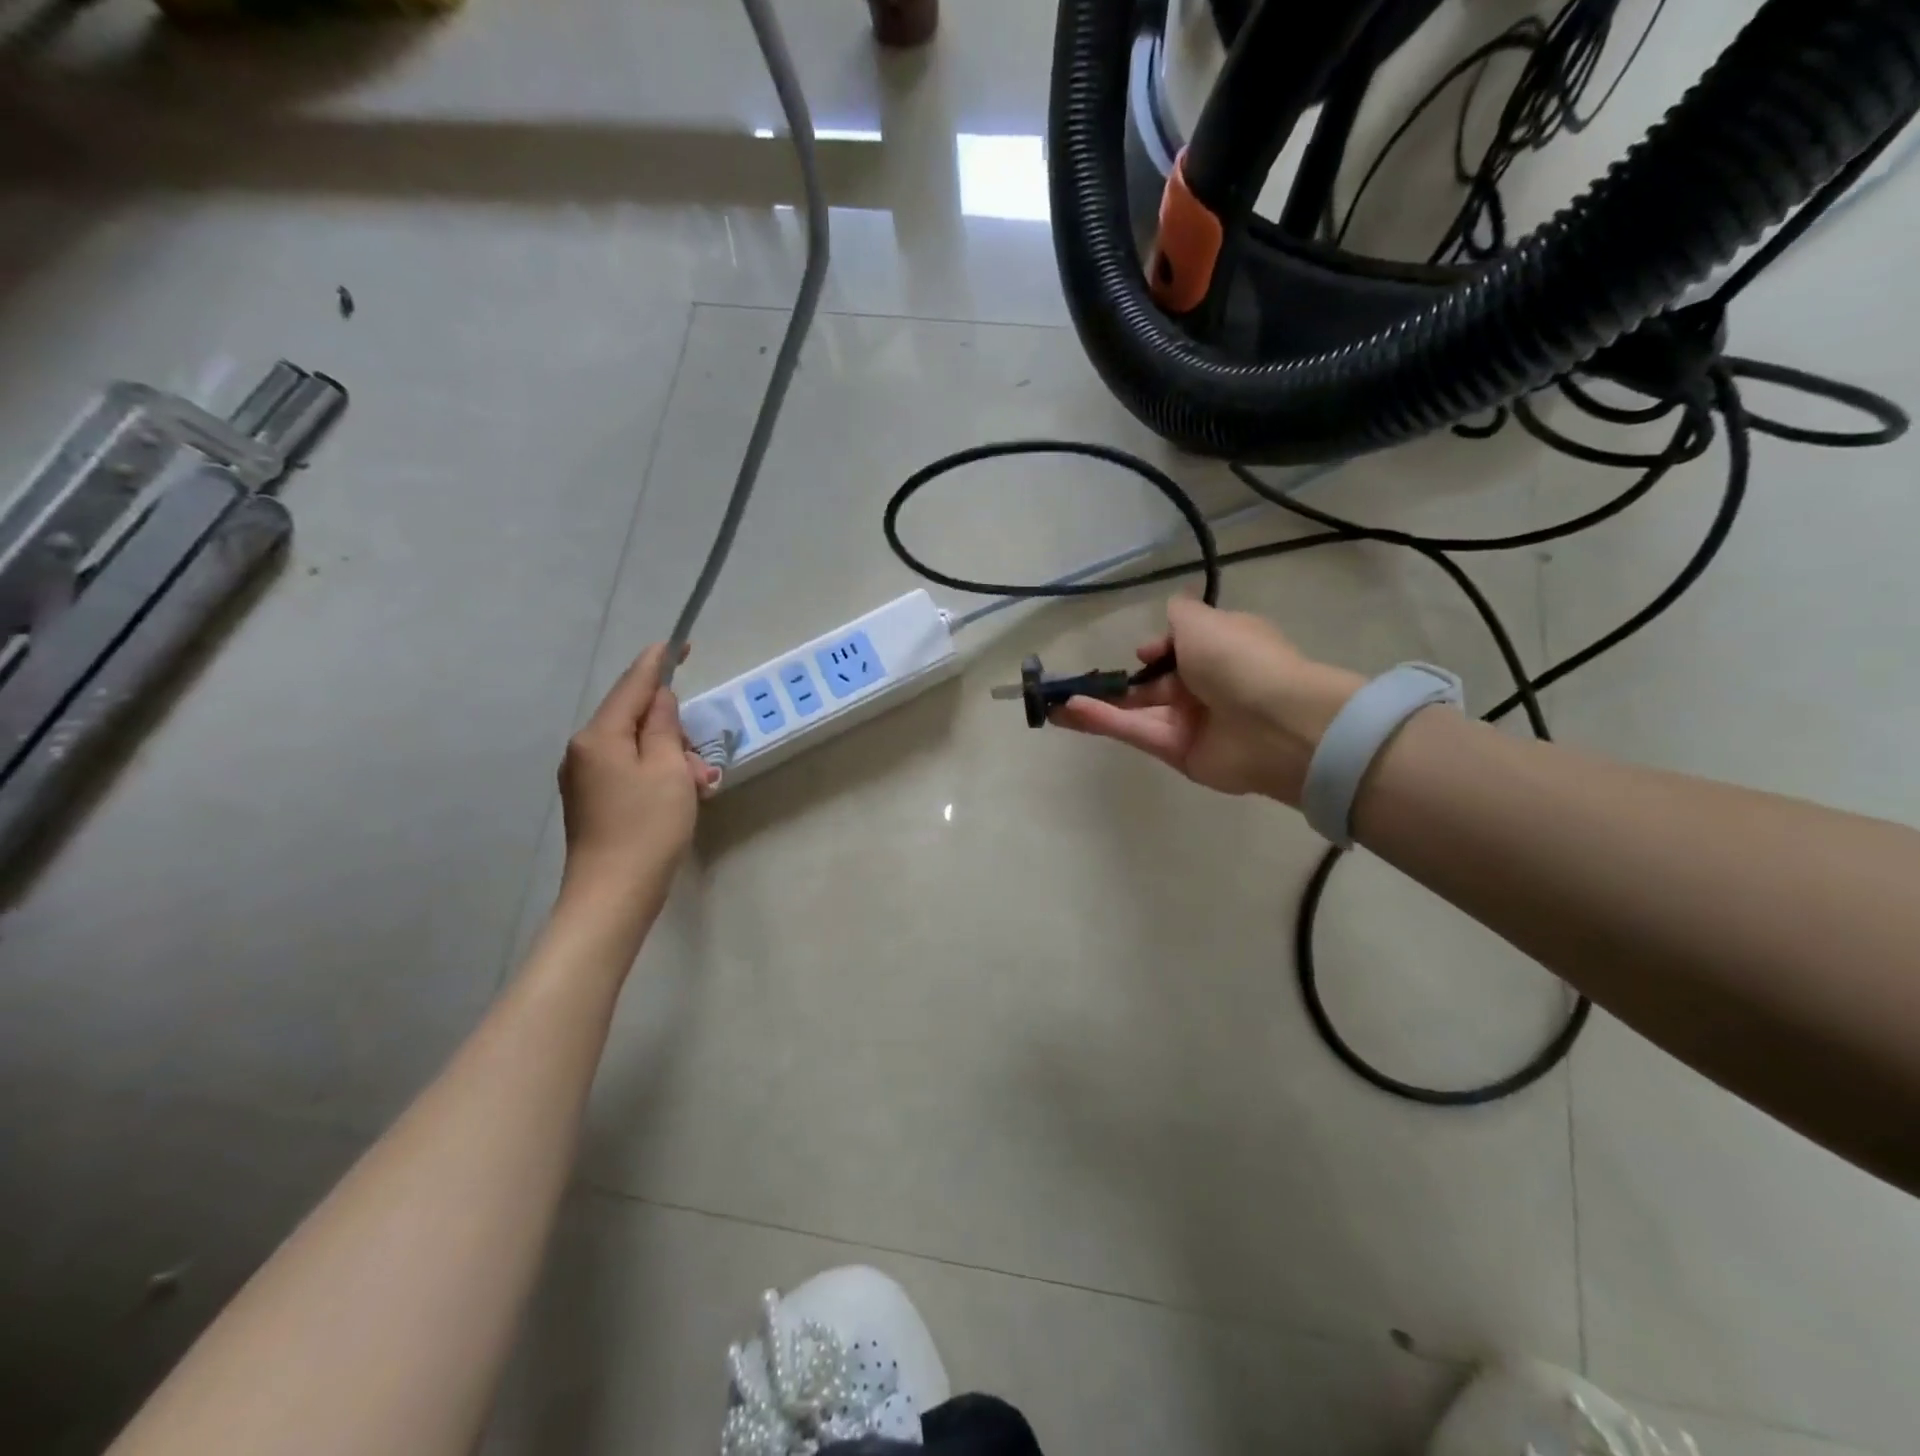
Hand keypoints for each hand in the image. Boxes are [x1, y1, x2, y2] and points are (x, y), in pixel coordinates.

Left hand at [558, 643, 712, 908]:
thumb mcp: (668, 769)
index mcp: (600, 735)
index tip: (680, 643)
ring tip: (698, 788)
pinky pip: (629, 770)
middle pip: (634, 717)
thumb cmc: (647, 827)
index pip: (633, 684)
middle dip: (672, 727)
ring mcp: (585, 777)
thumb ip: (663, 725)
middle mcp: (584, 750)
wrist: (613, 895)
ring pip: (635, 746)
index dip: (658, 661)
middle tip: (701, 759)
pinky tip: (680, 797)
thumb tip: (659, 699)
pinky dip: (657, 774)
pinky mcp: (593, 801)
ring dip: (670, 756)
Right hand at [1053, 597, 1363, 805]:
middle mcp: (1206, 685)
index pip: (1182, 648)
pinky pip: (1136, 733)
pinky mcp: (1177, 752)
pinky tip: (1069, 712)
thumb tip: (1172, 607)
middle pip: (1156, 683)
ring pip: (1138, 710)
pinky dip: (1103, 721)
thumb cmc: (1239, 660)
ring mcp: (1191, 722)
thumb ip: (1179, 615)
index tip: (1142, 652)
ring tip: (1054, 700)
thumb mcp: (1204, 622)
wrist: (1275, 724)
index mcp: (1220, 649)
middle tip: (1081, 679)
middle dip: (1121, 681)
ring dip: (1099, 703)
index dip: (1158, 649)